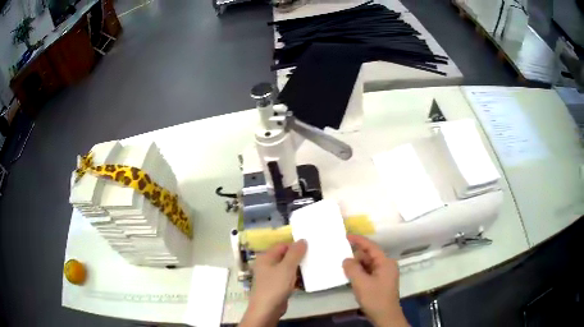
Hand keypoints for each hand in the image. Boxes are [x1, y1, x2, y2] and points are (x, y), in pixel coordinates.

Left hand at [240, 240, 306, 326]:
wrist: (267, 309)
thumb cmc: (275, 285)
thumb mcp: (287, 267)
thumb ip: (295, 253)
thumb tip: (302, 240)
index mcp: (266, 257)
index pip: (282, 246)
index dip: (295, 246)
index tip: (309, 248)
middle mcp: (267, 265)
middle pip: (285, 257)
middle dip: (298, 258)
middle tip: (313, 257)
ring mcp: (271, 277)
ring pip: (287, 268)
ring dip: (298, 269)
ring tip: (313, 267)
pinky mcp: (276, 286)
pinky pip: (288, 279)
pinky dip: (296, 278)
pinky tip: (306, 280)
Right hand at [343, 235, 407, 326]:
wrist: (385, 316)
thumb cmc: (375, 298)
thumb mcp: (361, 283)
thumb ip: (352, 269)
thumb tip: (346, 259)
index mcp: (385, 262)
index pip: (371, 247)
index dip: (359, 240)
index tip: (346, 236)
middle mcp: (387, 265)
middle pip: (369, 256)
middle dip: (356, 257)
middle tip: (340, 258)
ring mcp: (385, 274)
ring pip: (368, 265)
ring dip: (357, 266)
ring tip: (344, 269)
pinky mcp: (381, 282)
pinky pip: (369, 272)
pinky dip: (360, 273)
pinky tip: (351, 278)